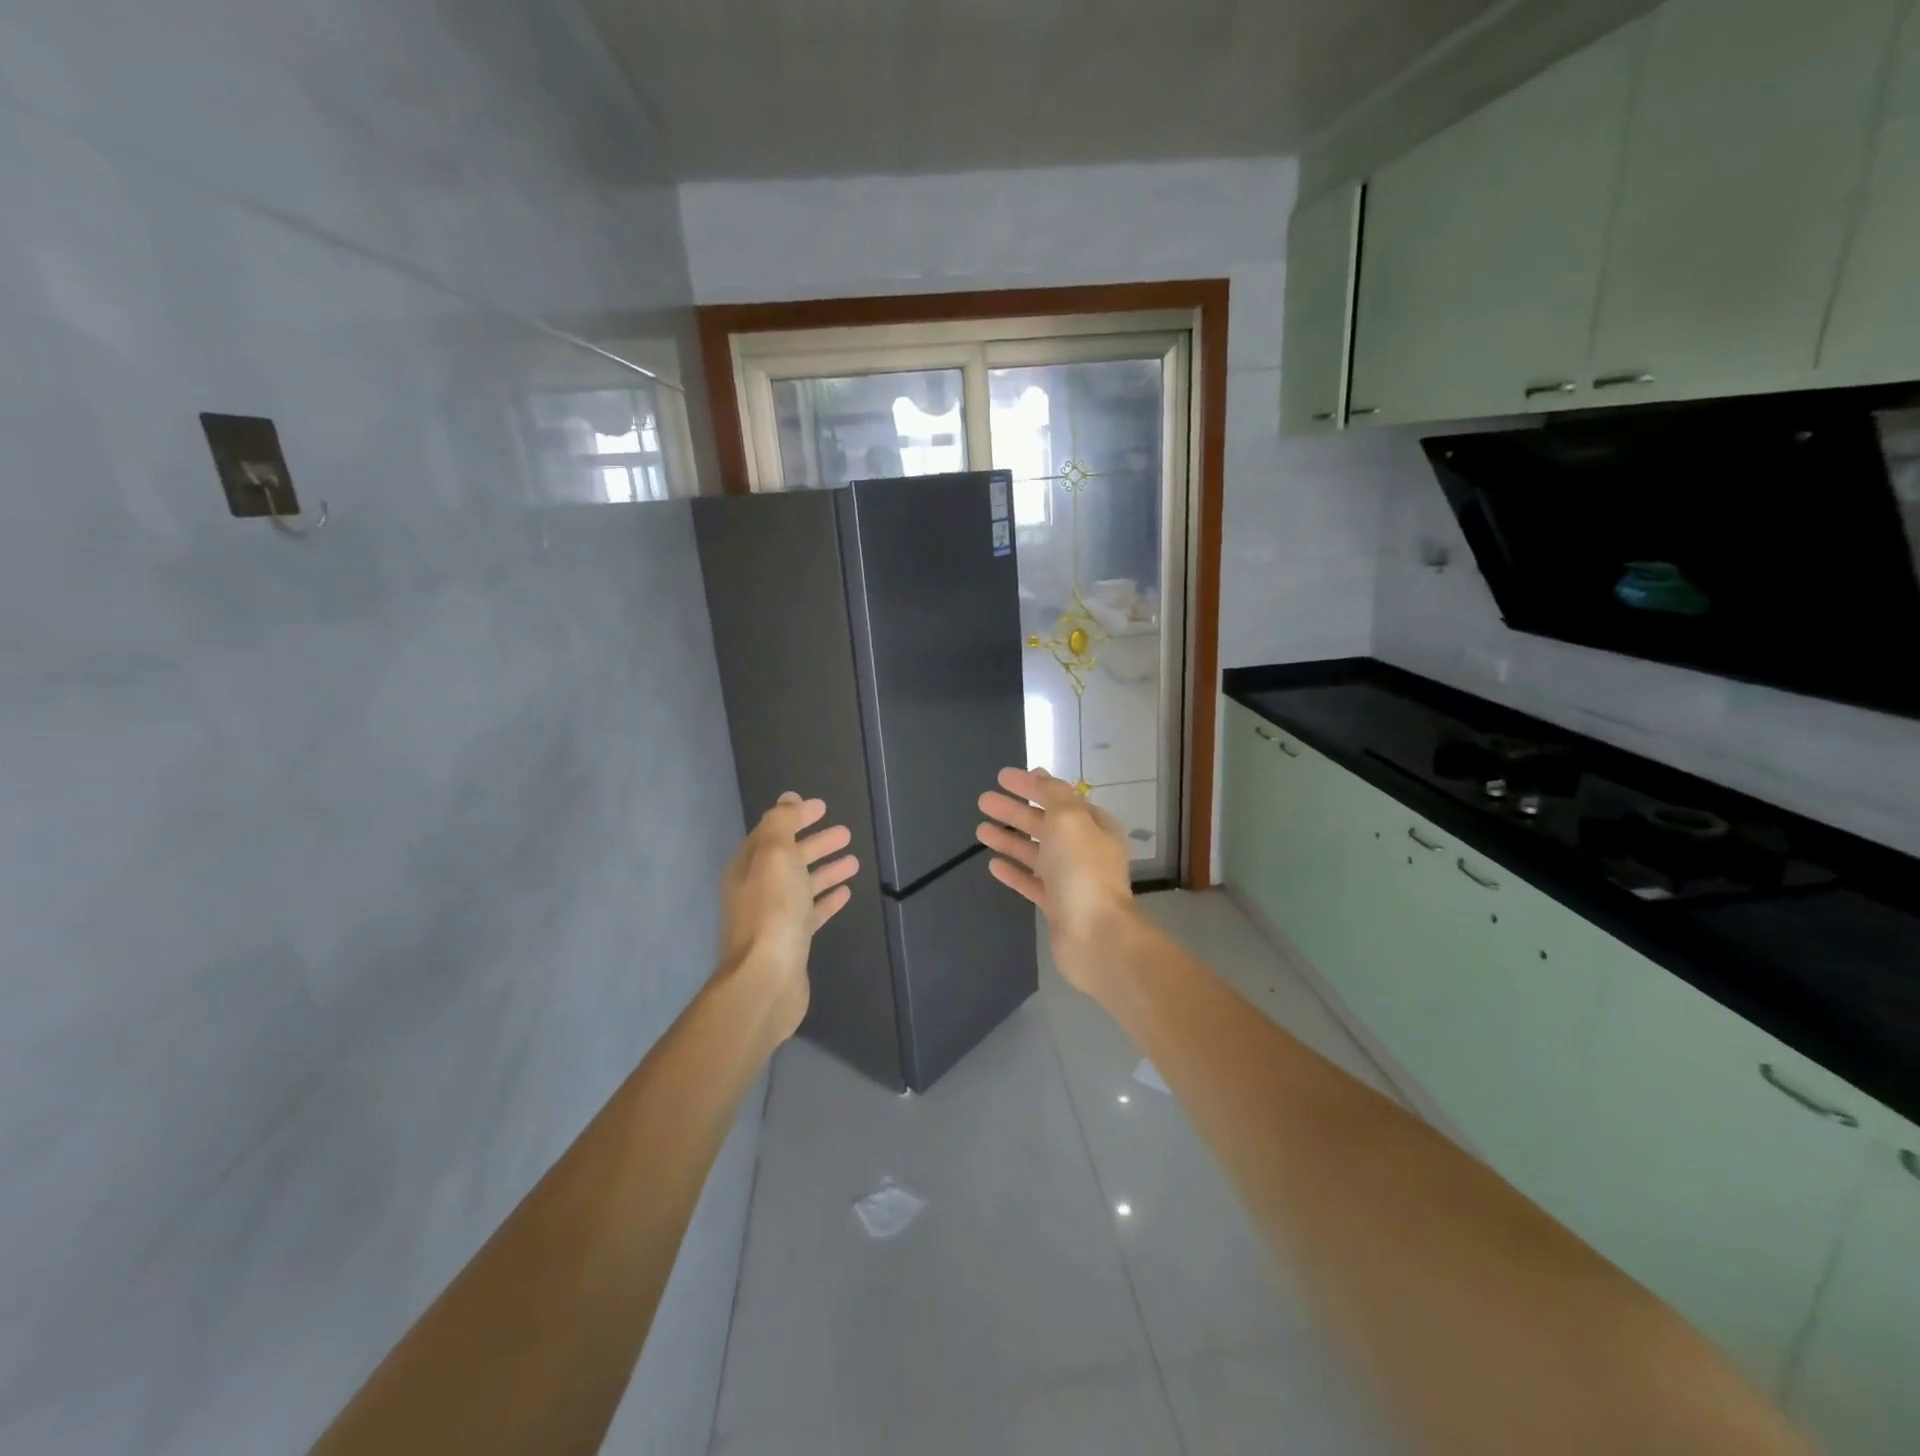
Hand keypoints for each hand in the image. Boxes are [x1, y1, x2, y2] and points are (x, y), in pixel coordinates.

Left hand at [716, 793, 859, 1039]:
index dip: (795, 817)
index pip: (772, 832)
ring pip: (802, 884)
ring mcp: (773, 917)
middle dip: (816, 843)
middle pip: (789, 857)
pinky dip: (827, 899)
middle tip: (845, 833)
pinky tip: (846, 892)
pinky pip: (811, 911)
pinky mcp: (791, 941)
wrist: (766, 979)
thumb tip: (788, 799)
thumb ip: (781, 823)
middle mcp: (756, 889)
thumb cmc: (772, 911)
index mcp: (748, 866)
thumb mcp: (774, 855)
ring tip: (854, 860)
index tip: (822, 807)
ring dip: (826, 870)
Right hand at [976, 767, 1136, 995]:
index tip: (1002, 777)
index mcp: (1093, 826)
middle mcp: (1083, 850)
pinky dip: (1013, 870)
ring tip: (980, 829)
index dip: (1031, 785)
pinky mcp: (1056, 906)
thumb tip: (1041, 777)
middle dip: (1014, 811)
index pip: (1059, 797)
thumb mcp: (1069, 819)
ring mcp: (1069, 879)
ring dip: (1008, 839)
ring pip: (1034, 852)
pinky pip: (1030, 882)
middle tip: (983, 800)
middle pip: (1044, 823)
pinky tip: (992, 864)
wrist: (1095, 936)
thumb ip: (1053, 795)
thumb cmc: (1082, 871)